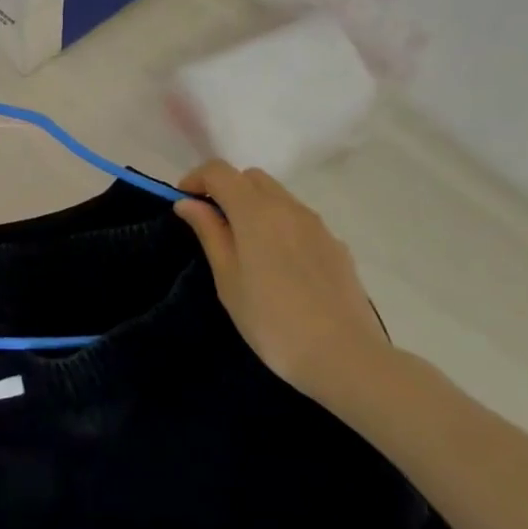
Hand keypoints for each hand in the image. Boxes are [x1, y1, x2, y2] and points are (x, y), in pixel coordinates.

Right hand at [173, 160, 393, 402]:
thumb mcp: (227, 278)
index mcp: (256, 212)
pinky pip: (299, 220)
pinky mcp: (336, 246)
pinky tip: (276, 264)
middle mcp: (289, 208)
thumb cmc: (271, 320)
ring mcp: (317, 226)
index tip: (183, 203)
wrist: (344, 357)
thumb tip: (188, 203)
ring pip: (278, 196)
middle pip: (251, 178)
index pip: (220, 171)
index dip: (196, 179)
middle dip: (226, 189)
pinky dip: (278, 224)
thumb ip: (209, 233)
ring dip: (253, 205)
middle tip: (210, 222)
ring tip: (243, 245)